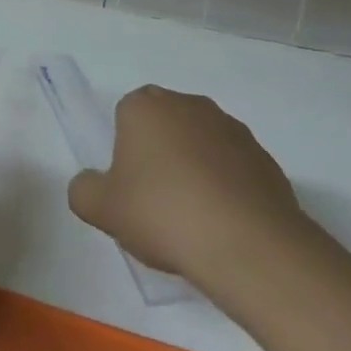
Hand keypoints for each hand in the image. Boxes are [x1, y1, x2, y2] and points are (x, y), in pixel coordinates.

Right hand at [67, 86, 316, 305]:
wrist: (248, 245)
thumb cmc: (163, 213)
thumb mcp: (102, 209)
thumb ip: (84, 190)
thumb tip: (89, 184)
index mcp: (146, 106)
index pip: (127, 113)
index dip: (126, 148)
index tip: (130, 184)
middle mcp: (189, 105)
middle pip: (166, 124)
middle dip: (161, 153)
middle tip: (157, 201)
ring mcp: (232, 129)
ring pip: (202, 144)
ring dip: (197, 169)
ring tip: (194, 219)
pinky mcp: (266, 159)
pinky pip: (235, 168)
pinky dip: (228, 188)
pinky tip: (225, 225)